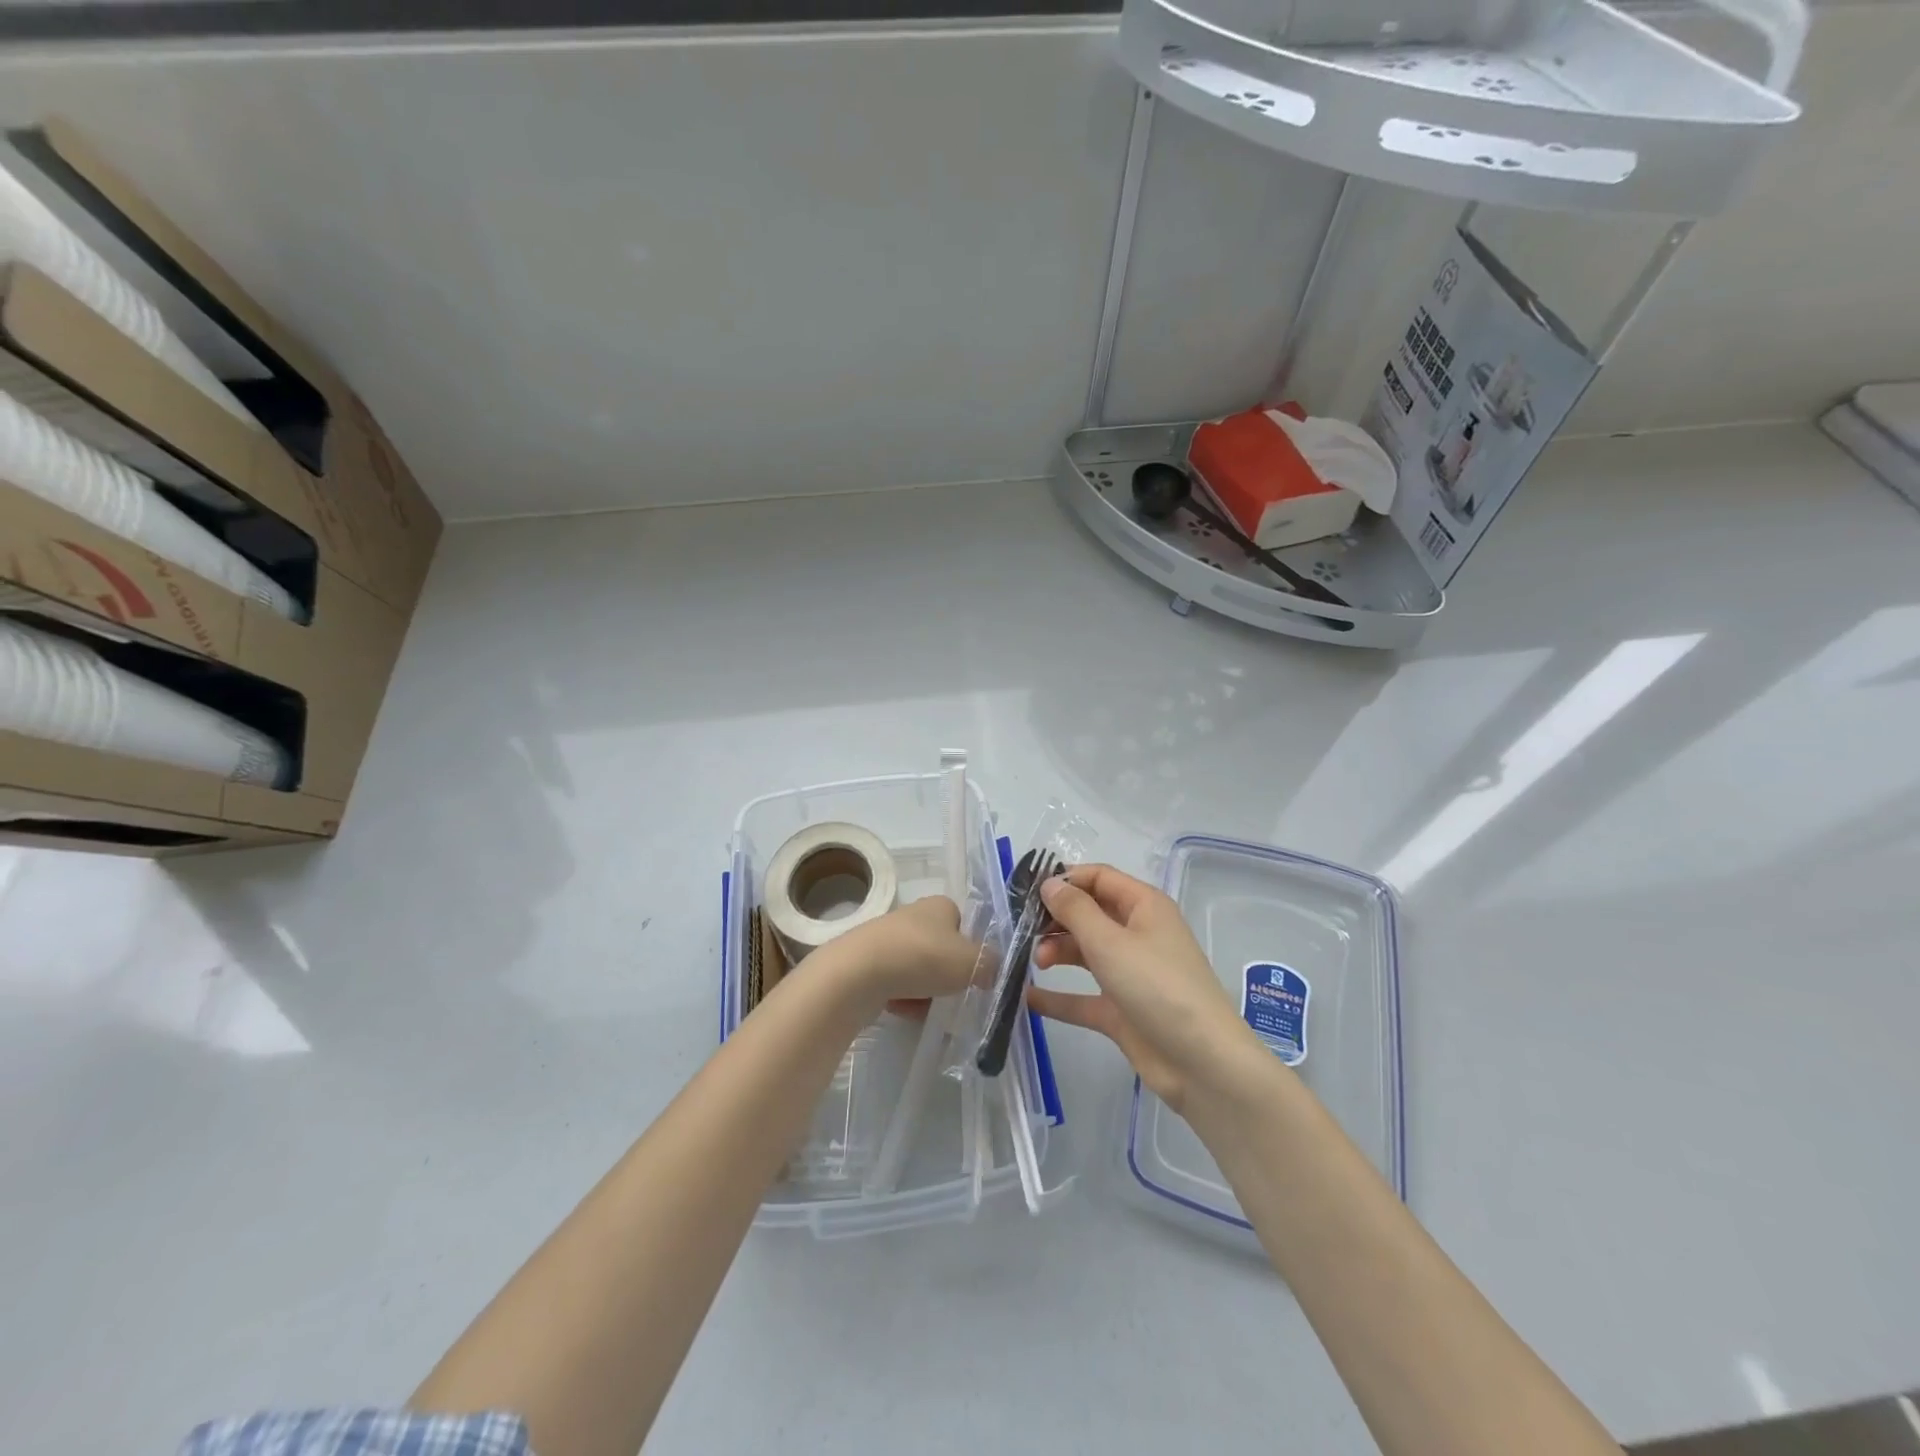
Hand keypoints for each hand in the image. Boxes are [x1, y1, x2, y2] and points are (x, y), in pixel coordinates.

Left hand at [815, 895, 978, 1016]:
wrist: (858, 973)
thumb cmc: (923, 957)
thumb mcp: (973, 962)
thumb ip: (992, 965)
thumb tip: (995, 971)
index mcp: (940, 905)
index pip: (965, 925)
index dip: (973, 950)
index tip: (976, 976)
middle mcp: (914, 916)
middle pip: (942, 951)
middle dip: (949, 976)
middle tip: (956, 997)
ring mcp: (888, 939)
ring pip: (920, 971)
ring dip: (927, 993)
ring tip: (930, 1011)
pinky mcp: (868, 964)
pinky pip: (897, 985)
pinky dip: (904, 1000)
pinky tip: (905, 1012)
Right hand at [1028, 864, 1261, 1111]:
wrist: (1202, 1063)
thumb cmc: (1157, 986)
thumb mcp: (1110, 942)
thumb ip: (1075, 910)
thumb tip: (1050, 883)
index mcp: (1144, 907)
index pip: (1099, 878)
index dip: (1065, 880)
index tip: (1027, 892)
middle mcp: (1137, 934)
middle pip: (1089, 914)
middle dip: (1056, 919)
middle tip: (1024, 931)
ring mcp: (1129, 973)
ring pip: (1084, 952)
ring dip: (1056, 952)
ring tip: (1035, 962)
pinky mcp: (1121, 1010)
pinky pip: (1083, 996)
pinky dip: (1058, 996)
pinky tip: (1027, 998)